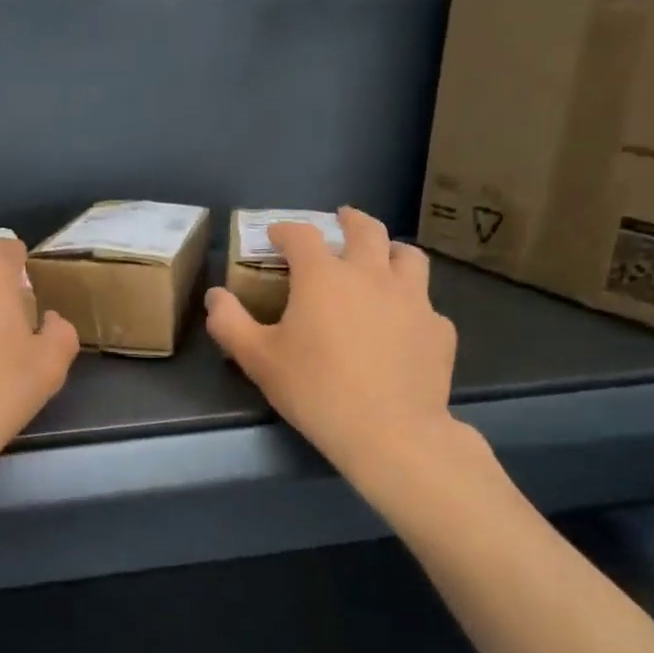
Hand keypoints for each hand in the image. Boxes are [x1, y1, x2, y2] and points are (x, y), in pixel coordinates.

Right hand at [204, 206, 472, 495]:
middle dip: (349, 219)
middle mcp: (372, 275)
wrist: (390, 432)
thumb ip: (229, 323)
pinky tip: (402, 324)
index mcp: (324, 277)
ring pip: (408, 256)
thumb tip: (215, 296)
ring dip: (390, 250)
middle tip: (341, 220)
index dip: (286, 230)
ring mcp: (413, 299)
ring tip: (382, 258)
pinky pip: (424, 303)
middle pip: (366, 229)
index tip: (276, 235)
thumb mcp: (257, 359)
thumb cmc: (315, 390)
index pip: (302, 235)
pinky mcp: (438, 328)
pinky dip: (410, 303)